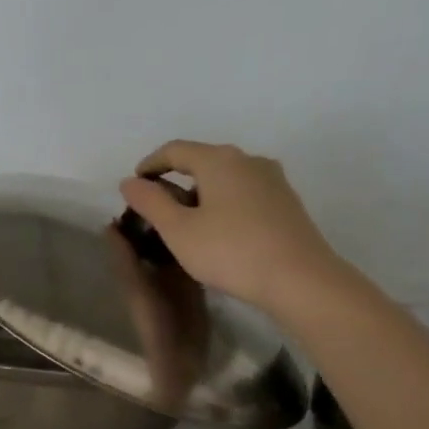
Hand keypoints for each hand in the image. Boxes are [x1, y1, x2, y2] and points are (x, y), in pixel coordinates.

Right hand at [119, 141, 348, 319]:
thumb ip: (150, 203)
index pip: (174, 150)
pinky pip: (244, 193)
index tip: (135, 185)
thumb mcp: (178, 231)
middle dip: (175, 180)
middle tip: (157, 208)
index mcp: (218, 160)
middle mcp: (248, 159)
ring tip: (186, 223)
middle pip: (202, 160)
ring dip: (200, 193)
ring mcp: (272, 179)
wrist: (300, 279)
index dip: (150, 164)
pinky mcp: (286, 201)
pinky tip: (218, 231)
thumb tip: (129, 182)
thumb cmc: (230, 251)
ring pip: (225, 178)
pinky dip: (223, 204)